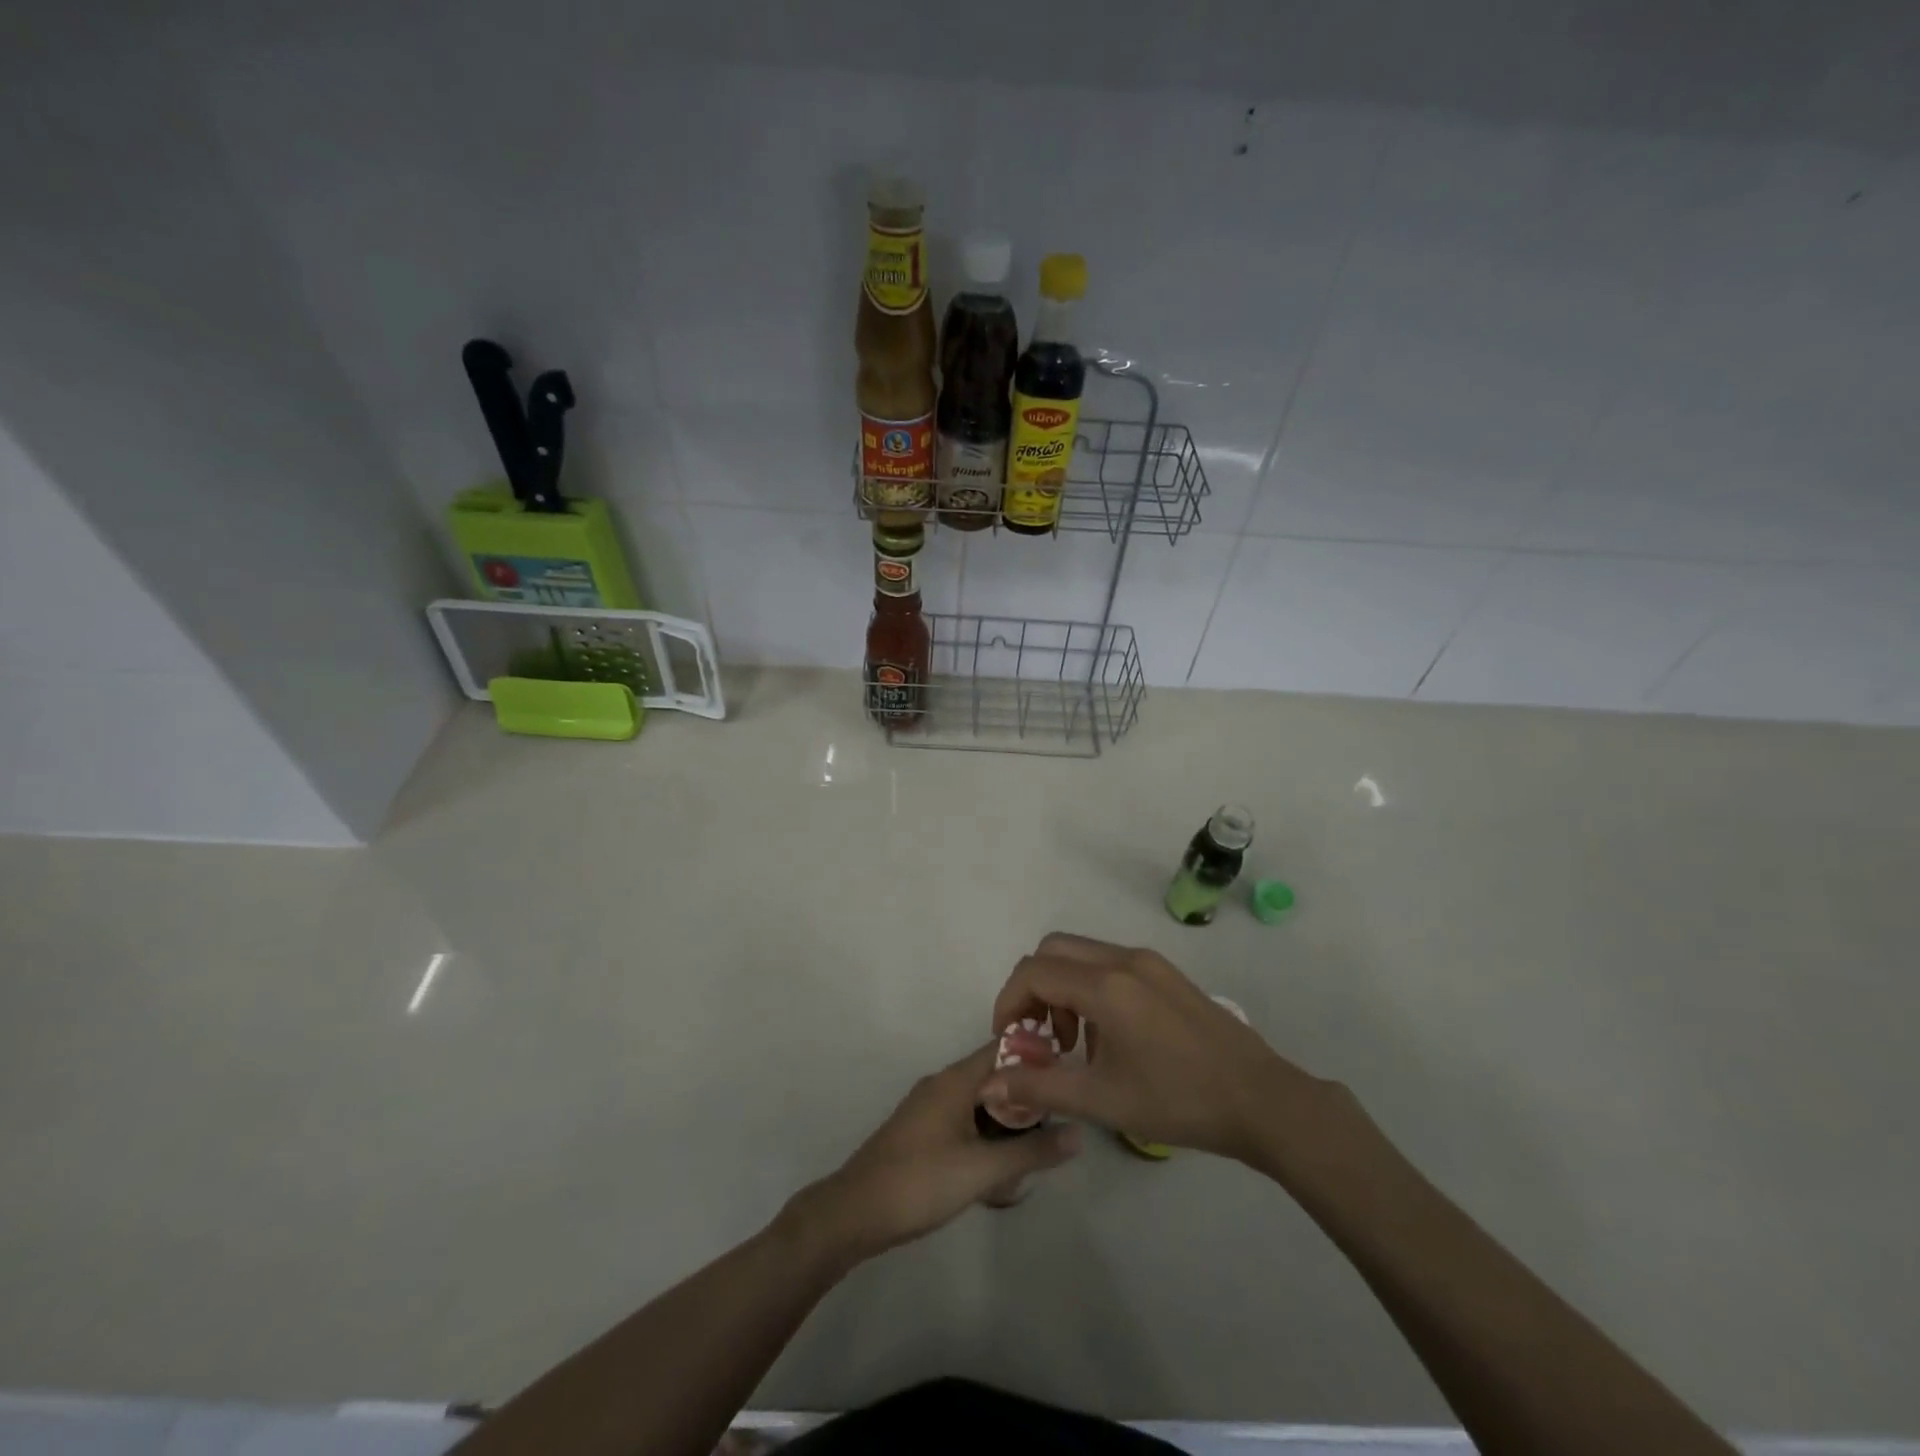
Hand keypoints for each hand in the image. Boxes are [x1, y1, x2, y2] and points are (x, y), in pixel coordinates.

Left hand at [786, 1043, 1081, 1262]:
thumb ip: (1032, 1152)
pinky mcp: (922, 1133)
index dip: (1038, 1057)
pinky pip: (965, 1123)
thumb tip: (1079, 1133)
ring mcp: (929, 1108)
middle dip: (1026, 1101)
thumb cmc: (920, 1182)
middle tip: (1057, 1127)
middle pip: (995, 1078)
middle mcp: (943, 1084)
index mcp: (955, 1080)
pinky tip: (999, 1175)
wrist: (855, 1212)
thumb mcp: (983, 1170)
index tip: (1069, 1076)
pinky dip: (986, 1139)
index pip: (1005, 1049)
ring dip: (1007, 1126)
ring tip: (1033, 1156)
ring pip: (980, 1104)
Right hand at [985, 932, 1337, 1161]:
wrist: (1262, 1100)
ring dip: (1062, 988)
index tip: (1009, 1039)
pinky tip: (1110, 1037)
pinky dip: (1090, 987)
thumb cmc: (1178, 1101)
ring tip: (1077, 1044)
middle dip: (1033, 989)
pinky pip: (1111, 964)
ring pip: (1082, 954)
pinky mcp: (1167, 973)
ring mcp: (1149, 962)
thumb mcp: (1102, 1100)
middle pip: (1053, 951)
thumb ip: (1040, 1086)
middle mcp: (1124, 960)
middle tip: (1040, 1036)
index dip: (1009, 1002)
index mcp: (1106, 986)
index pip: (1033, 972)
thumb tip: (989, 1085)